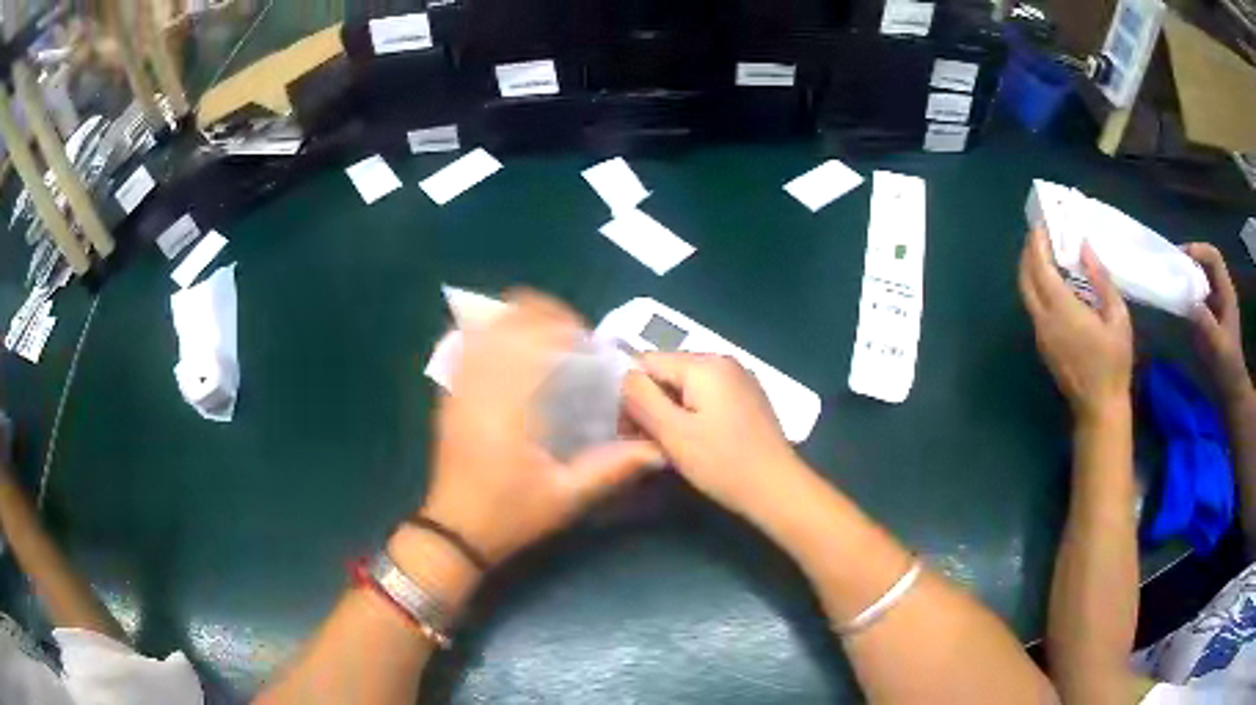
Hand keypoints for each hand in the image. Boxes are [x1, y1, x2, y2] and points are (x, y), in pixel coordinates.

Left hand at [420, 291, 661, 564]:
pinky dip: (491, 335)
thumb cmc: (510, 515)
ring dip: (517, 321)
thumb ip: (611, 469)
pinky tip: (512, 349)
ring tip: (546, 337)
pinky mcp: (448, 395)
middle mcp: (478, 387)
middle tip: (571, 338)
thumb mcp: (567, 497)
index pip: (532, 340)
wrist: (456, 531)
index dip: (563, 327)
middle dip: (542, 316)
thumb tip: (657, 450)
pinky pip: (465, 346)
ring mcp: (457, 388)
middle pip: (505, 322)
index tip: (588, 342)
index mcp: (507, 408)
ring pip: (483, 329)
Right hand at [621, 353, 804, 518]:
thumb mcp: (672, 432)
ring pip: (686, 386)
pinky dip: (693, 414)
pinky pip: (707, 396)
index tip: (626, 429)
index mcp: (704, 363)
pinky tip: (695, 442)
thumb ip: (640, 398)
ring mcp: (739, 379)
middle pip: (667, 372)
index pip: (646, 361)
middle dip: (650, 402)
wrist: (777, 489)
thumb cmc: (722, 462)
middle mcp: (723, 361)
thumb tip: (623, 377)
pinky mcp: (747, 399)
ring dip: (670, 411)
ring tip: (668, 445)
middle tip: (644, 441)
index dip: (628, 392)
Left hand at [1019, 228, 1132, 421]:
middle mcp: (1044, 320)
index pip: (1040, 268)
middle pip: (1025, 279)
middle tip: (1039, 235)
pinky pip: (1034, 309)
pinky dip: (1036, 288)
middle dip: (1028, 254)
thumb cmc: (1114, 362)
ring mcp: (1041, 335)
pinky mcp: (1043, 346)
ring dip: (1030, 271)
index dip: (1037, 244)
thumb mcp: (1117, 317)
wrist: (1099, 407)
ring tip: (1044, 253)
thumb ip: (1101, 280)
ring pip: (1027, 295)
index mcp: (1062, 310)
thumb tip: (1084, 248)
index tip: (1040, 225)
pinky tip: (1051, 282)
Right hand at [1184, 243, 1251, 407]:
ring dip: (1187, 274)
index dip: (1199, 251)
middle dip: (1190, 259)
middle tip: (1172, 265)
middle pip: (1206, 262)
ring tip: (1171, 279)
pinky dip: (1187, 291)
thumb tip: (1189, 301)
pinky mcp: (1209, 315)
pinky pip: (1198, 294)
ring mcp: (1216, 304)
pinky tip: (1177, 299)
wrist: (1231, 390)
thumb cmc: (1227, 368)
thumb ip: (1205, 322)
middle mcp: (1221, 292)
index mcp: (1226, 293)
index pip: (1214, 257)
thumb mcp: (1217, 347)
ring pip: (1201, 277)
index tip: (1181, 257)